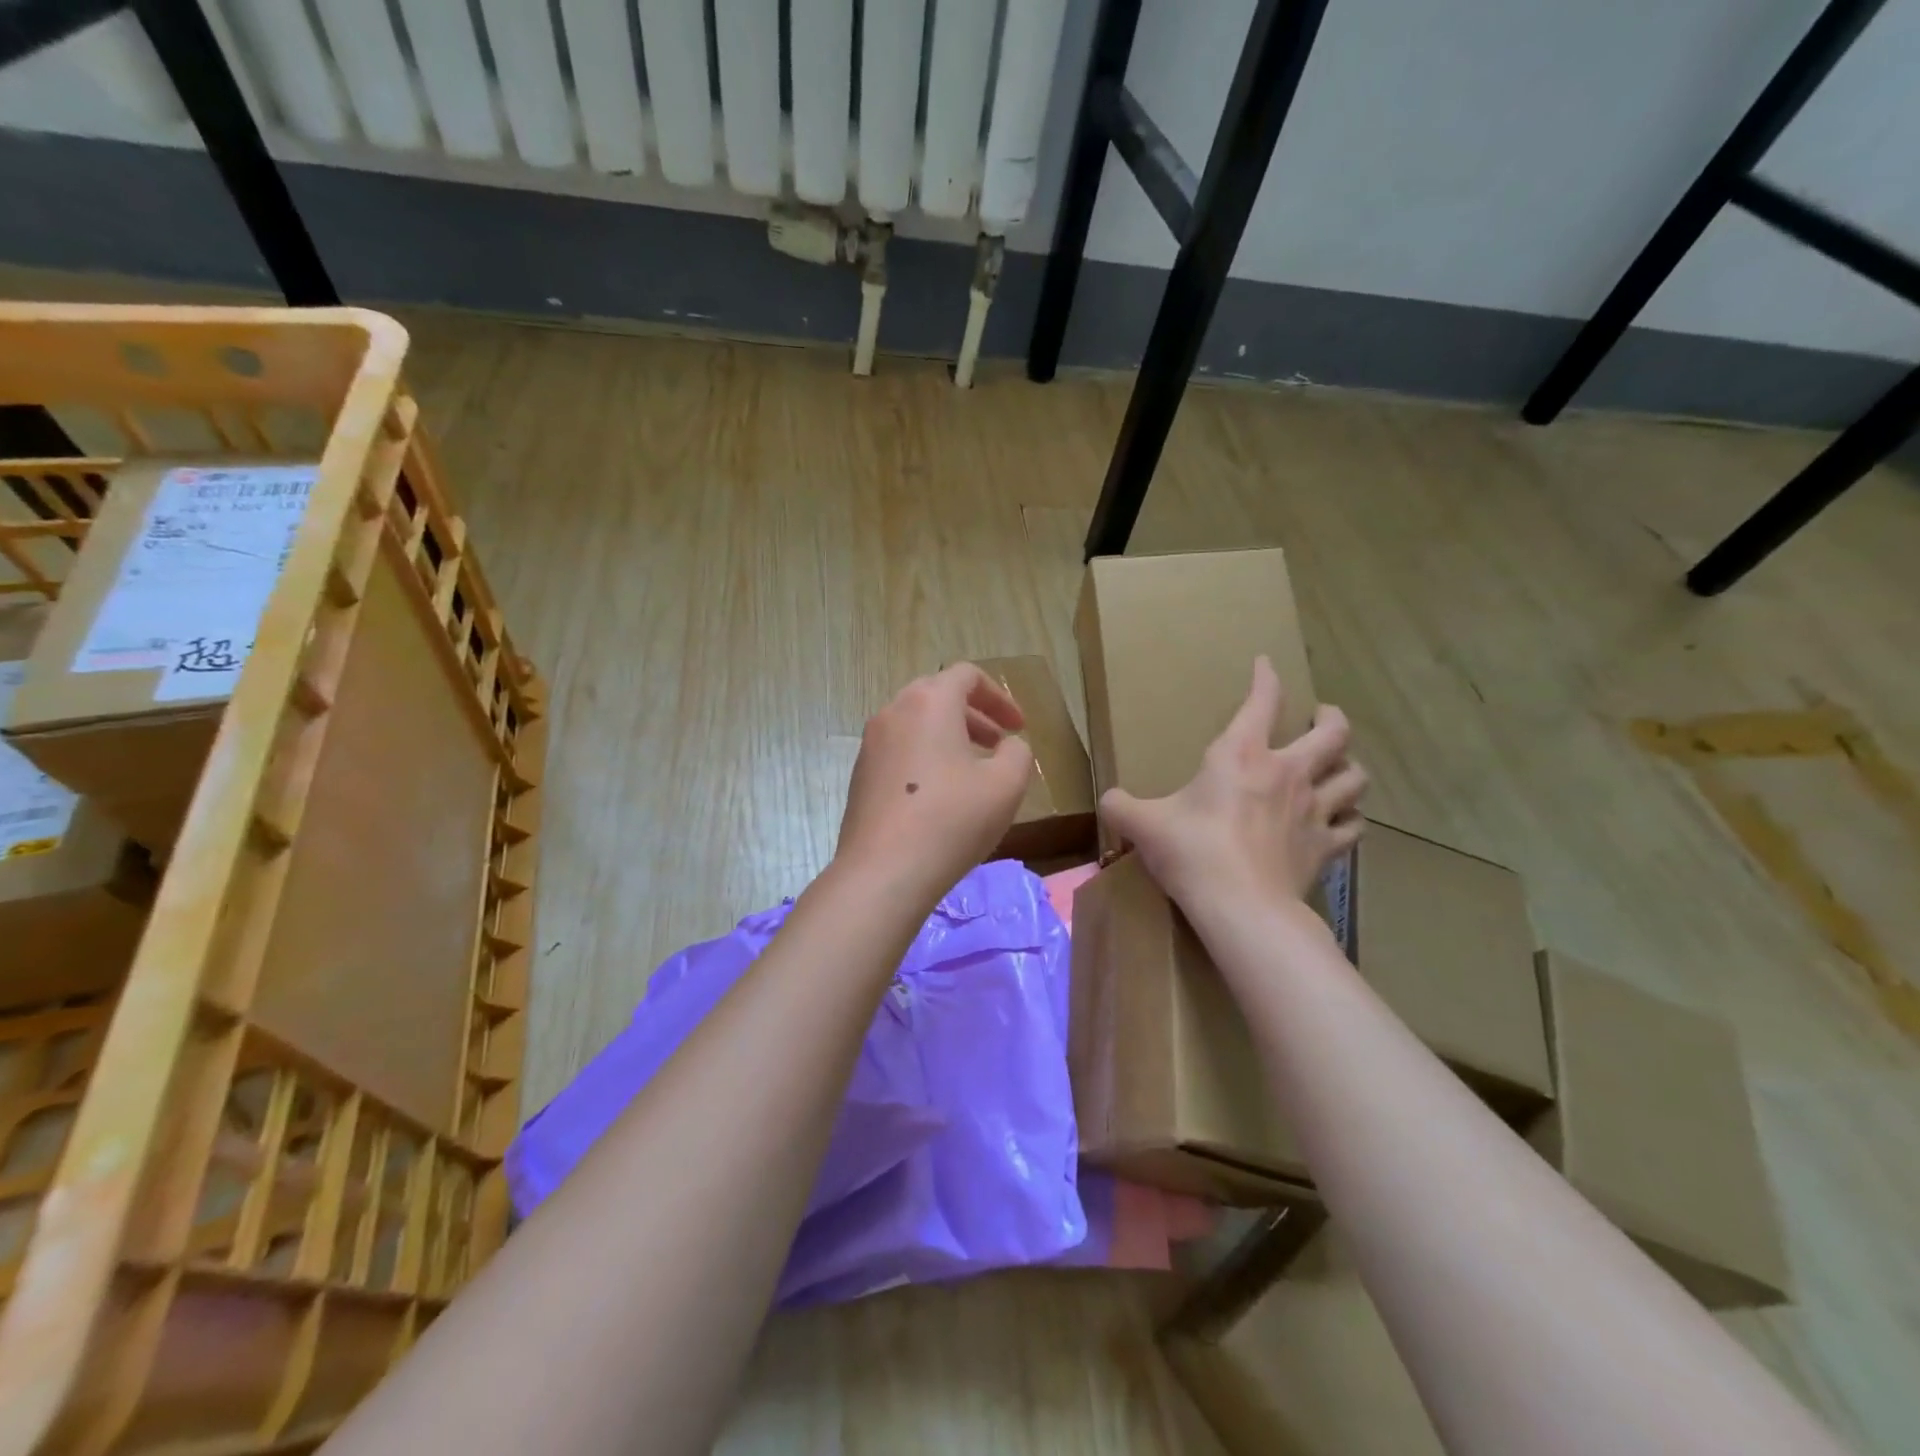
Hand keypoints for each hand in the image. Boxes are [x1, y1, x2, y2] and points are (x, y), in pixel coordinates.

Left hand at [835, 663, 1035, 902]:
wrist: (883, 872)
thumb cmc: (951, 820)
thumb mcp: (1006, 785)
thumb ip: (1017, 753)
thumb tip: (1007, 746)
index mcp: (929, 702)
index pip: (967, 675)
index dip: (999, 696)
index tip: (1018, 726)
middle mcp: (893, 712)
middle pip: (937, 696)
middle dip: (974, 715)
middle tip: (998, 743)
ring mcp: (870, 745)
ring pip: (916, 725)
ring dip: (949, 737)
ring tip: (973, 771)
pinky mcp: (860, 776)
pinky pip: (899, 751)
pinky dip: (926, 757)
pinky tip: (941, 796)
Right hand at [1101, 656, 1365, 915]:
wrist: (1241, 905)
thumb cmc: (1191, 851)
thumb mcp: (1143, 824)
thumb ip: (1121, 806)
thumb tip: (1108, 801)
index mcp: (1241, 756)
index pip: (1262, 701)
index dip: (1267, 677)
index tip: (1266, 664)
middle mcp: (1287, 773)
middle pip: (1333, 732)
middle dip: (1330, 718)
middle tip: (1321, 717)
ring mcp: (1314, 810)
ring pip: (1354, 776)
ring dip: (1348, 767)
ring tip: (1337, 768)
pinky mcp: (1325, 846)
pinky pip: (1353, 826)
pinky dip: (1350, 818)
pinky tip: (1341, 820)